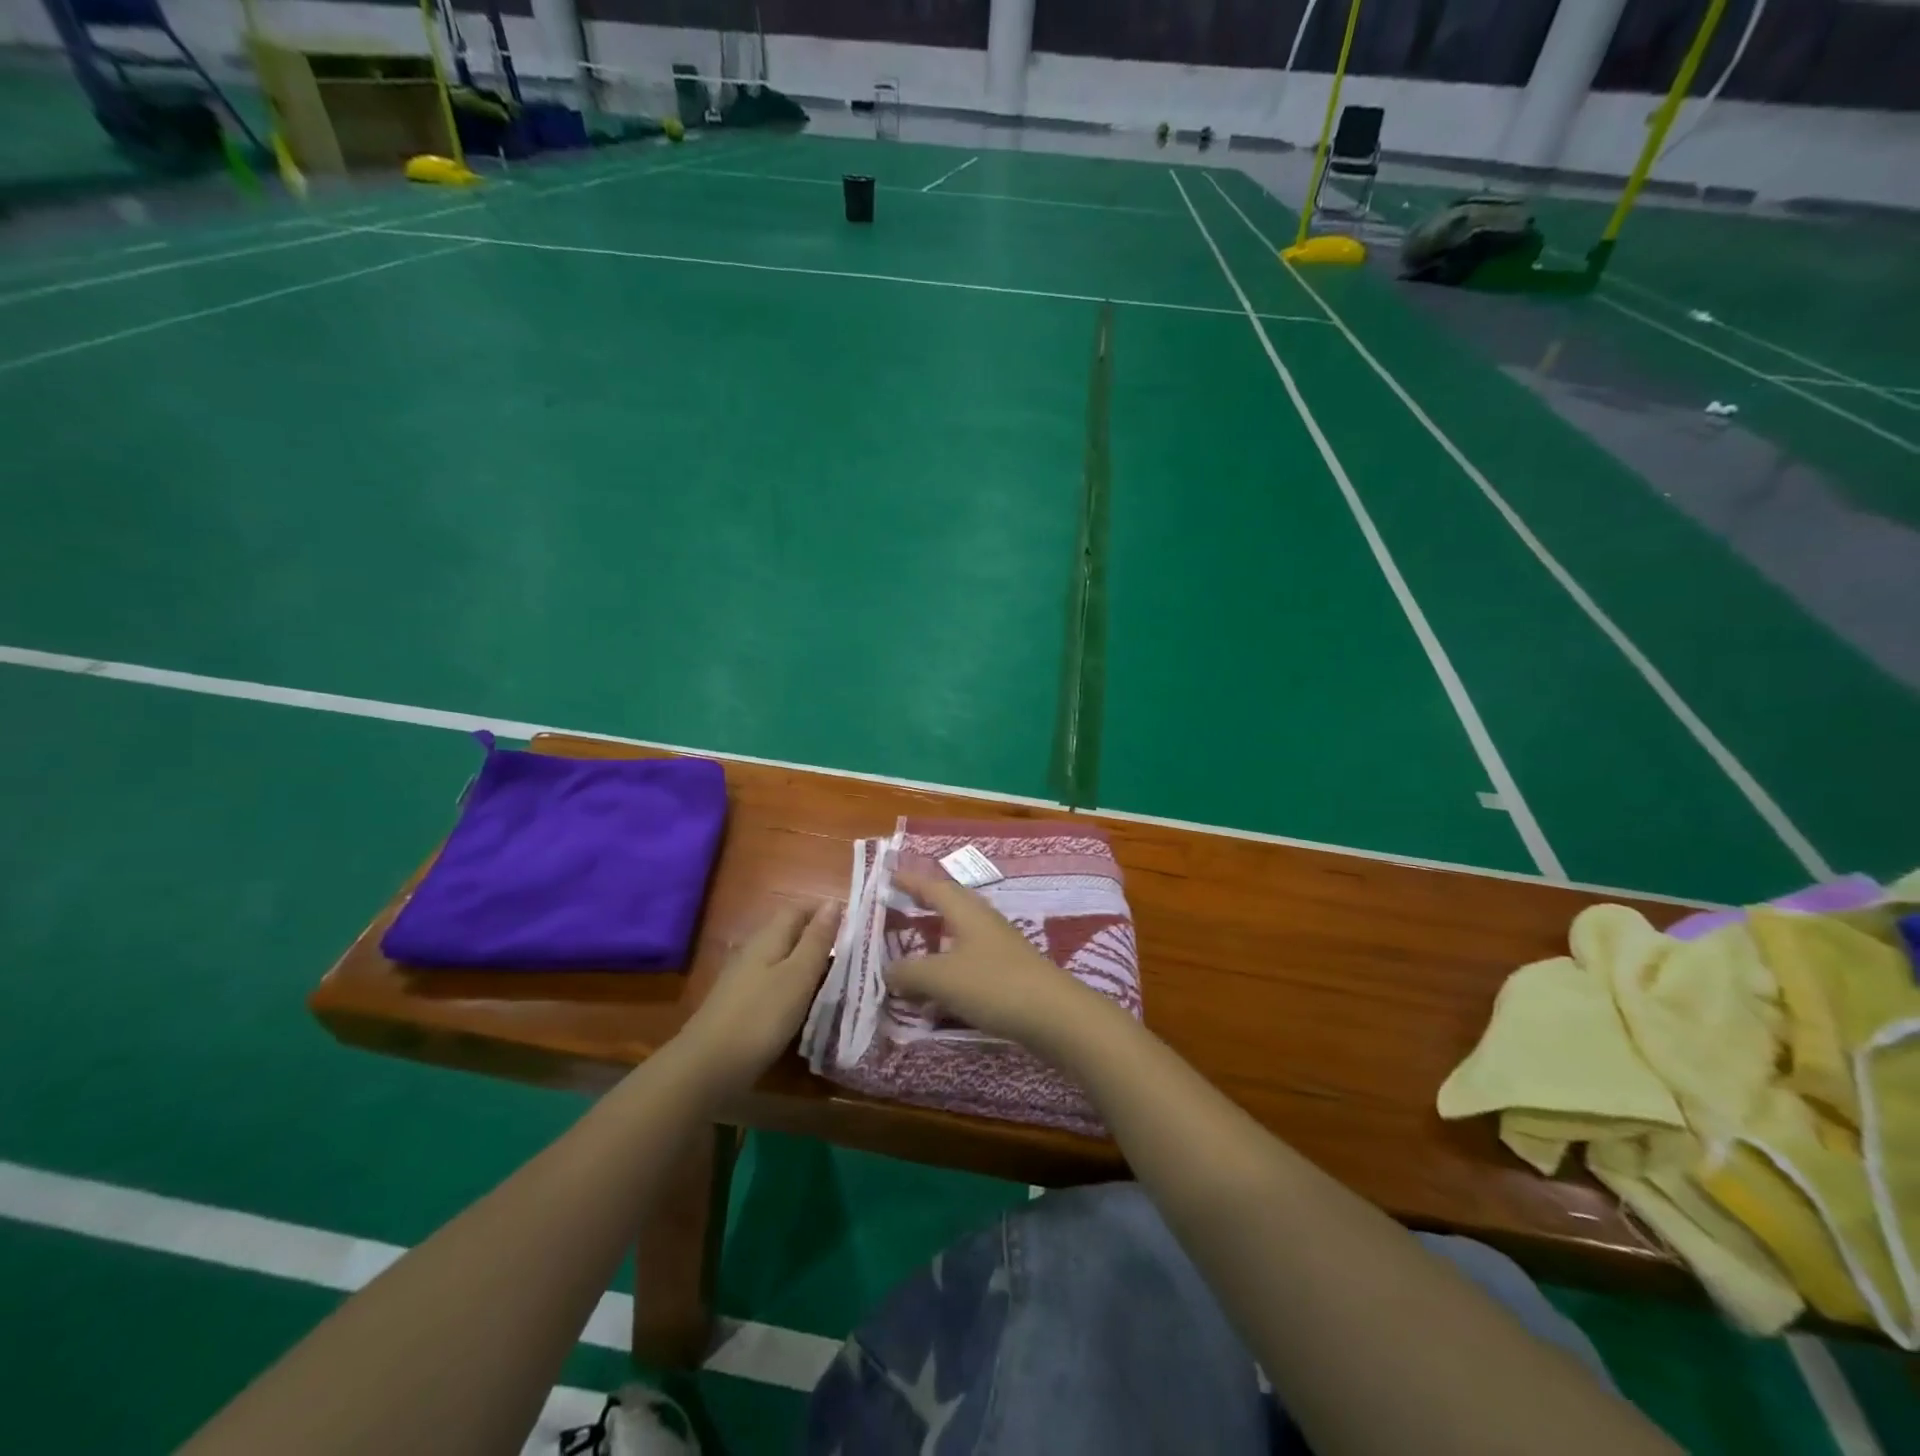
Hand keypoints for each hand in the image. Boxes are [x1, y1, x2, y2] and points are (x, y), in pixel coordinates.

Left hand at [679, 900, 839, 1089]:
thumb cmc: (761, 1016)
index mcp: (769, 937)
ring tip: (834, 979)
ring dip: (806, 963)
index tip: (853, 925)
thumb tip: (834, 903)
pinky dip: (792, 985)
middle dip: (818, 937)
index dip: (824, 911)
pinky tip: (803, 1002)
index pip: (798, 909)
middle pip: (789, 932)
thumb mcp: (798, 976)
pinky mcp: (739, 1003)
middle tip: (850, 954)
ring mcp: (742, 977)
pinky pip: (772, 981)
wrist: (708, 1066)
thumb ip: (817, 940)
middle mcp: (753, 950)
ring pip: (781, 958)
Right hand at [888, 868, 1096, 1046]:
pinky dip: (949, 974)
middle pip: (951, 906)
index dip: (911, 881)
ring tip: (913, 957)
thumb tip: (888, 970)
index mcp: (967, 912)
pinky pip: (970, 966)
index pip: (934, 887)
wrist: (1054, 1016)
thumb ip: (909, 972)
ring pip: (960, 938)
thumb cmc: (993, 985)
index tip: (891, 874)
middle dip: (926, 906)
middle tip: (903, 906)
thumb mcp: (941, 977)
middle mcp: (984, 922)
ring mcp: (1000, 948)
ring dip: (936, 945)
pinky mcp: (1009, 974)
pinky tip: (939, 1000)